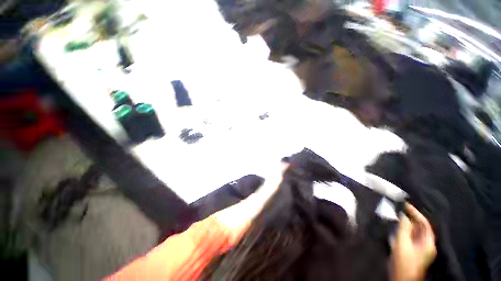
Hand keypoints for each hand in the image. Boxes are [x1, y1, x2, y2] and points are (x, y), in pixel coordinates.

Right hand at [392, 203, 436, 280]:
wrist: (402, 278)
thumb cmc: (403, 261)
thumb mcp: (402, 243)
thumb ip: (403, 228)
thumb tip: (403, 215)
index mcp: (428, 243)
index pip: (425, 224)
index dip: (416, 213)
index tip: (405, 204)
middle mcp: (428, 244)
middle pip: (422, 227)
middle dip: (412, 217)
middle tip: (401, 208)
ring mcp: (422, 248)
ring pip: (417, 232)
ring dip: (409, 223)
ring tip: (399, 214)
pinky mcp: (416, 251)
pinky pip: (413, 236)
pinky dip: (407, 229)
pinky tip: (400, 226)